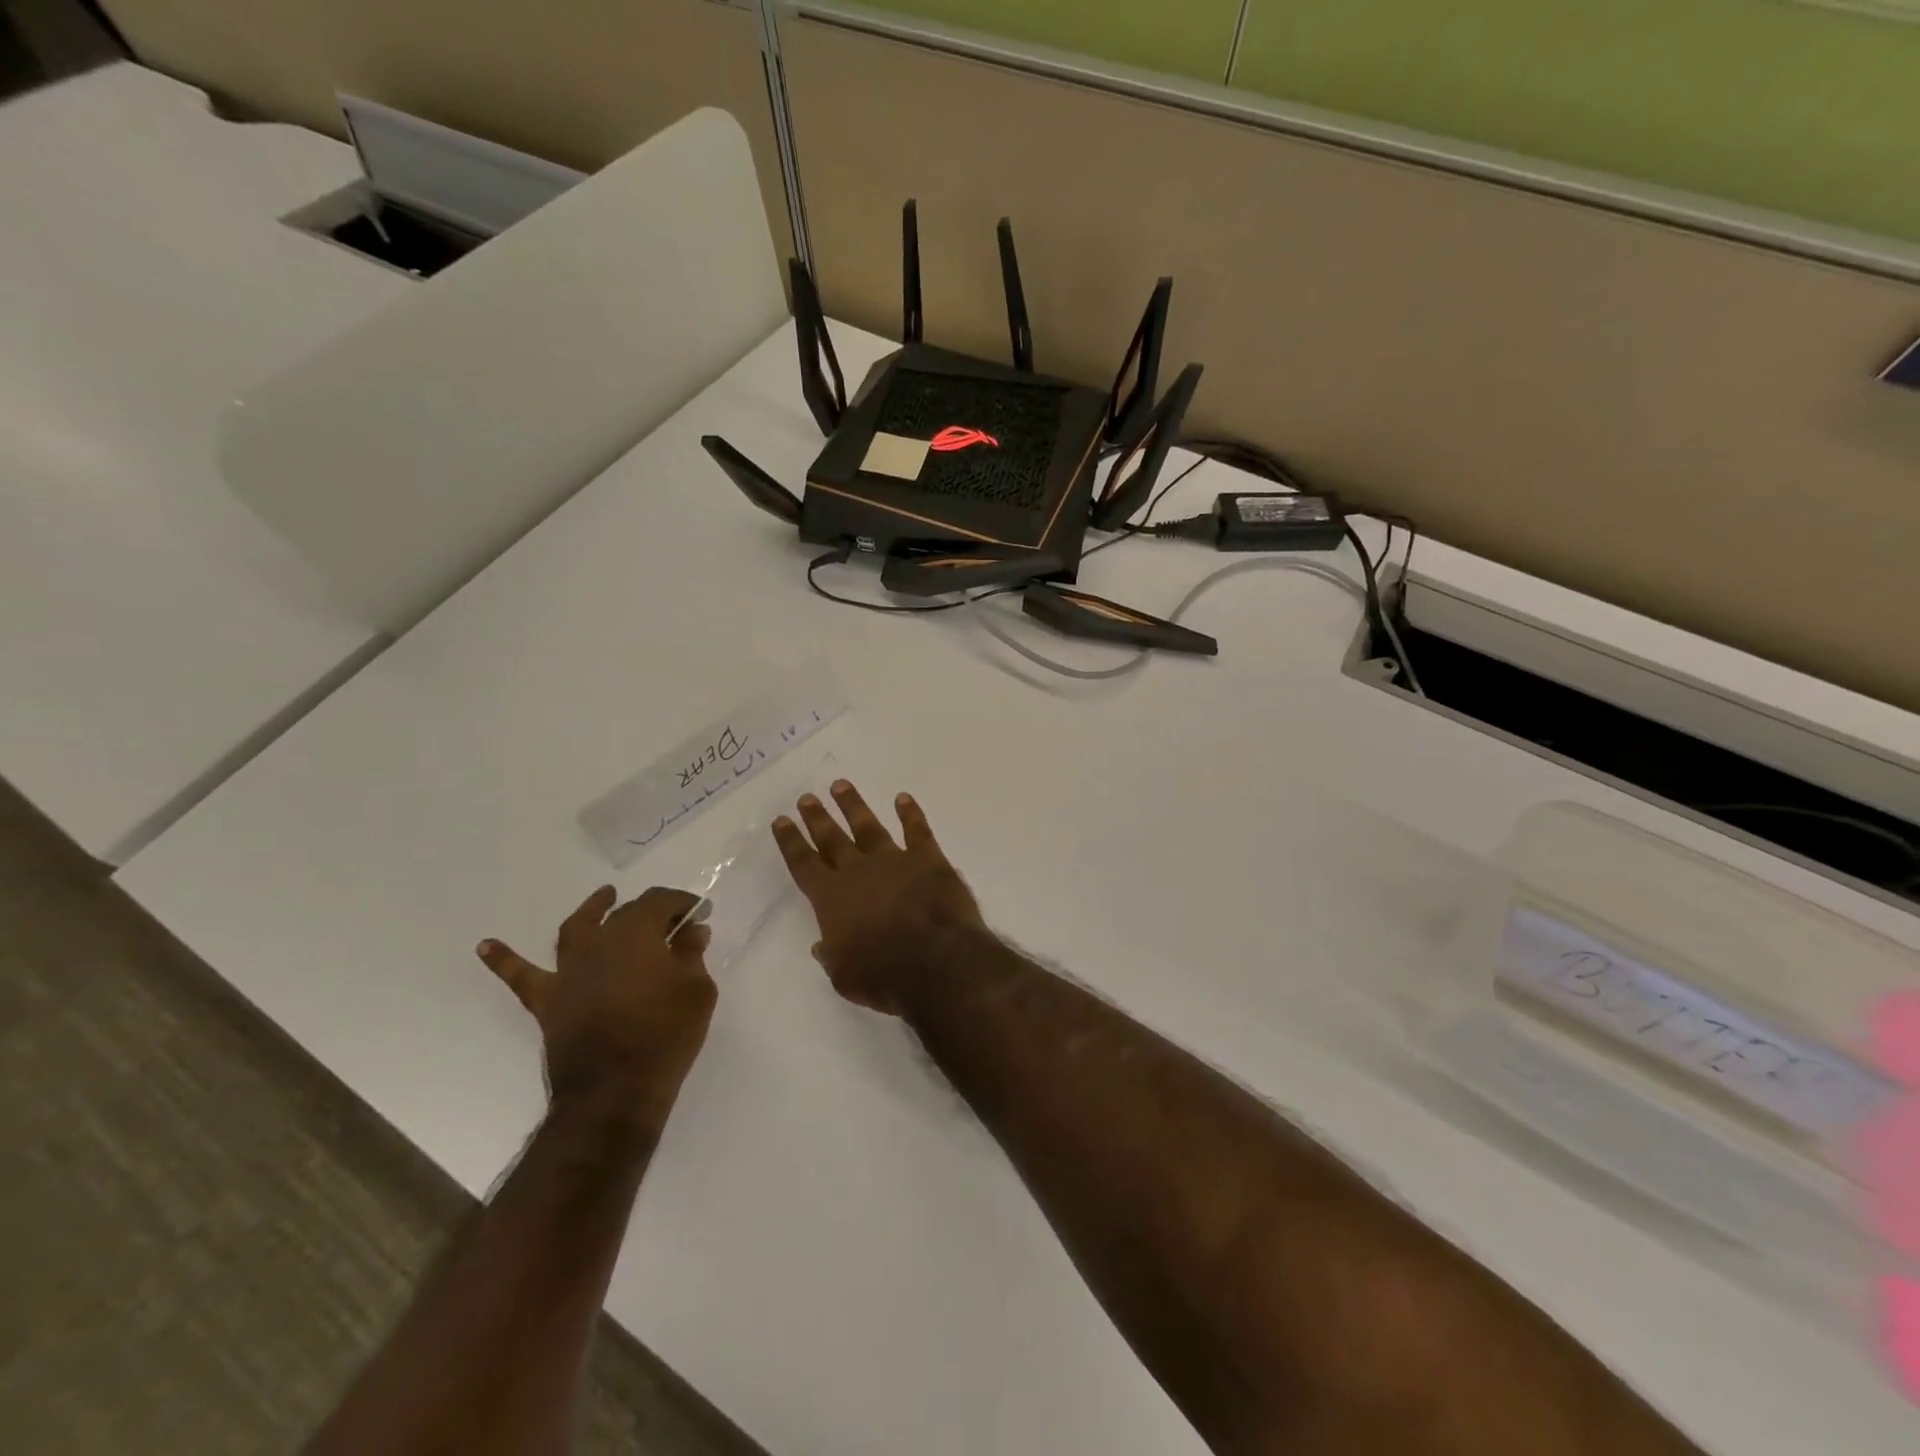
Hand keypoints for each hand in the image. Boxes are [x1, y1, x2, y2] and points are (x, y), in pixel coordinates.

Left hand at [478, 886, 716, 1123]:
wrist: (614, 1093)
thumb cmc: (665, 1036)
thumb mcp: (697, 991)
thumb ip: (692, 955)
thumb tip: (691, 932)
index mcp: (637, 933)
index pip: (661, 902)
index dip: (684, 904)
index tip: (701, 914)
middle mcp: (599, 942)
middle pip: (626, 913)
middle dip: (653, 912)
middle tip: (674, 923)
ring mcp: (569, 971)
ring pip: (578, 929)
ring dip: (592, 910)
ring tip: (603, 897)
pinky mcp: (548, 1002)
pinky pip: (522, 977)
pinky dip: (504, 960)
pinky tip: (485, 946)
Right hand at [772, 780, 986, 1014]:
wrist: (937, 962)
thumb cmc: (884, 976)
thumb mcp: (845, 977)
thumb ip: (832, 955)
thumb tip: (822, 945)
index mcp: (832, 899)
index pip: (804, 864)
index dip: (791, 842)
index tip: (782, 820)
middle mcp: (858, 872)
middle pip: (832, 838)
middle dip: (817, 818)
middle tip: (806, 797)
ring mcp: (894, 861)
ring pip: (868, 826)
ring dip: (854, 806)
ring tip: (841, 785)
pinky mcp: (929, 860)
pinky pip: (917, 830)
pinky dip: (910, 814)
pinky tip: (903, 799)